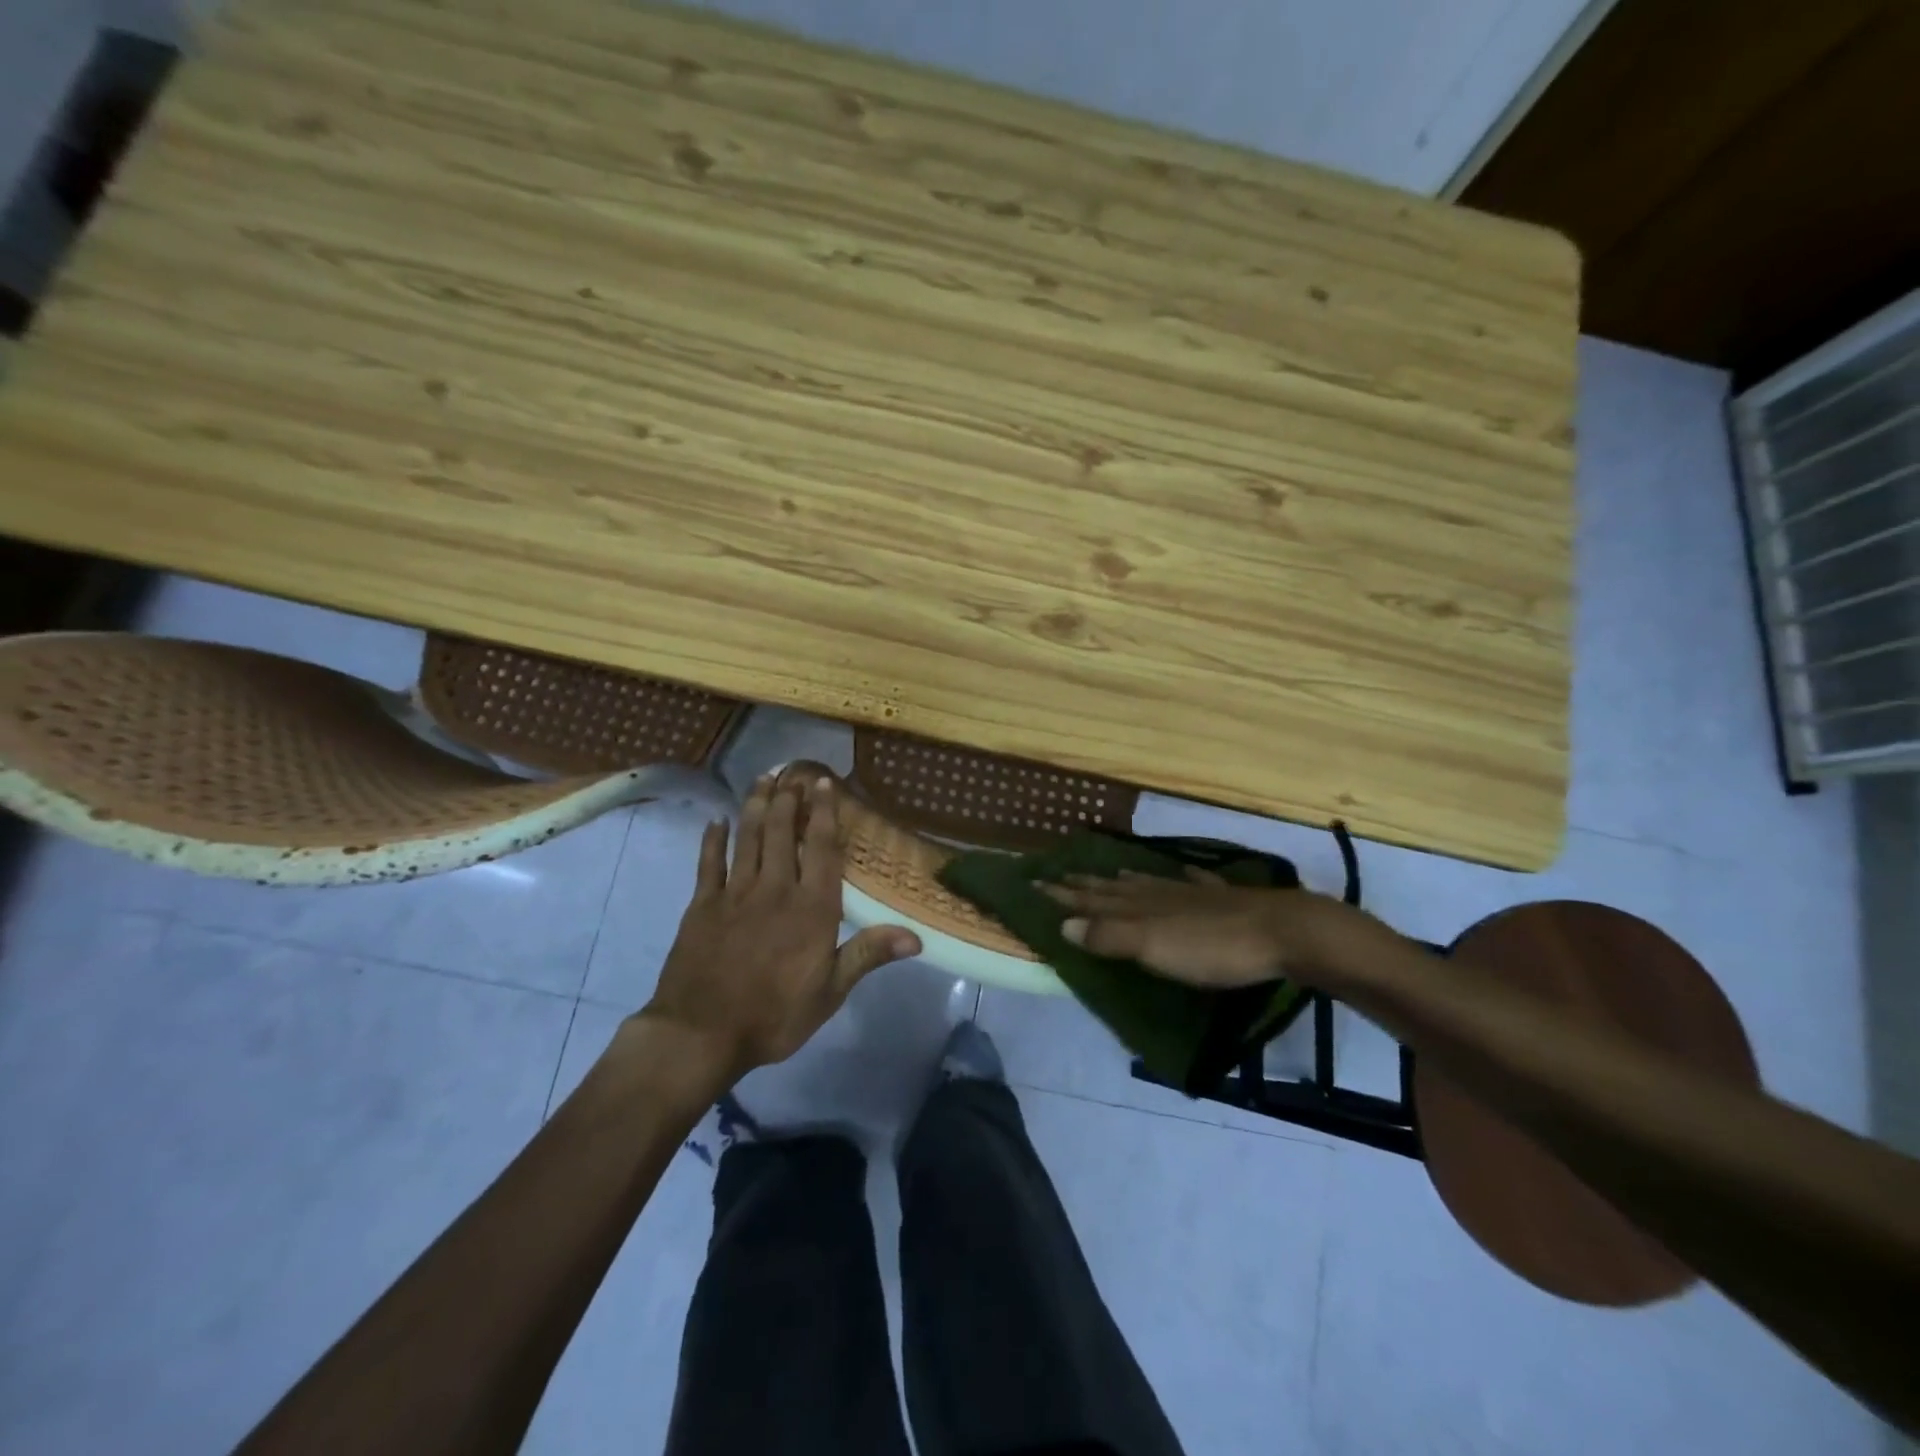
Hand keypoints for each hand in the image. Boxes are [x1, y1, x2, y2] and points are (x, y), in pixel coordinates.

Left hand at [640, 773, 921, 1083]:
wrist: (701, 1035)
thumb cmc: (774, 1015)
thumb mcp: (830, 992)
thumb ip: (868, 954)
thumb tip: (916, 936)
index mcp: (811, 908)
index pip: (820, 848)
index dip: (823, 813)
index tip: (823, 784)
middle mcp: (775, 889)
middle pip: (780, 832)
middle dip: (787, 799)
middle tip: (791, 772)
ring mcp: (735, 894)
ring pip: (747, 838)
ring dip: (755, 805)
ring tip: (762, 780)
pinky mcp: (702, 905)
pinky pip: (709, 863)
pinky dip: (712, 840)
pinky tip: (715, 821)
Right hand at [1040, 870, 1393, 990]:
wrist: (1282, 932)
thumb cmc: (1211, 947)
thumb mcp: (1152, 947)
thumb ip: (1109, 936)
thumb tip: (1064, 924)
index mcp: (1139, 907)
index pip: (1090, 899)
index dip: (1062, 893)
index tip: (1033, 880)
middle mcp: (1160, 895)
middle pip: (1114, 889)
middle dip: (1085, 884)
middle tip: (1060, 873)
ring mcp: (1193, 895)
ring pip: (1150, 884)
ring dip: (1126, 880)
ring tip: (1110, 873)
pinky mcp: (1225, 900)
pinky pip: (1195, 883)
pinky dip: (1183, 878)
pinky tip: (1185, 873)